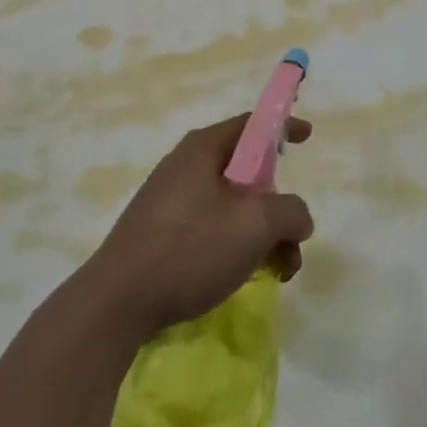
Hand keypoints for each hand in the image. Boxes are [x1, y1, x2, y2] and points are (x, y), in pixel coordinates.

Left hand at [86, 115, 313, 336]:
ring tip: (278, 270)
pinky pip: (211, 228)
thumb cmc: (190, 249)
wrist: (118, 301)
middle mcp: (185, 167)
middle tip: (292, 238)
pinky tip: (244, 276)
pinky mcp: (162, 233)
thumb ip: (290, 212)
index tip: (308, 136)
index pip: (251, 125)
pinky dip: (237, 246)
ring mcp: (170, 201)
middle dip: (277, 205)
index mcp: (203, 149)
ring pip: (233, 207)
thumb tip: (297, 219)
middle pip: (246, 172)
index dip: (282, 128)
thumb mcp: (255, 225)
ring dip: (262, 234)